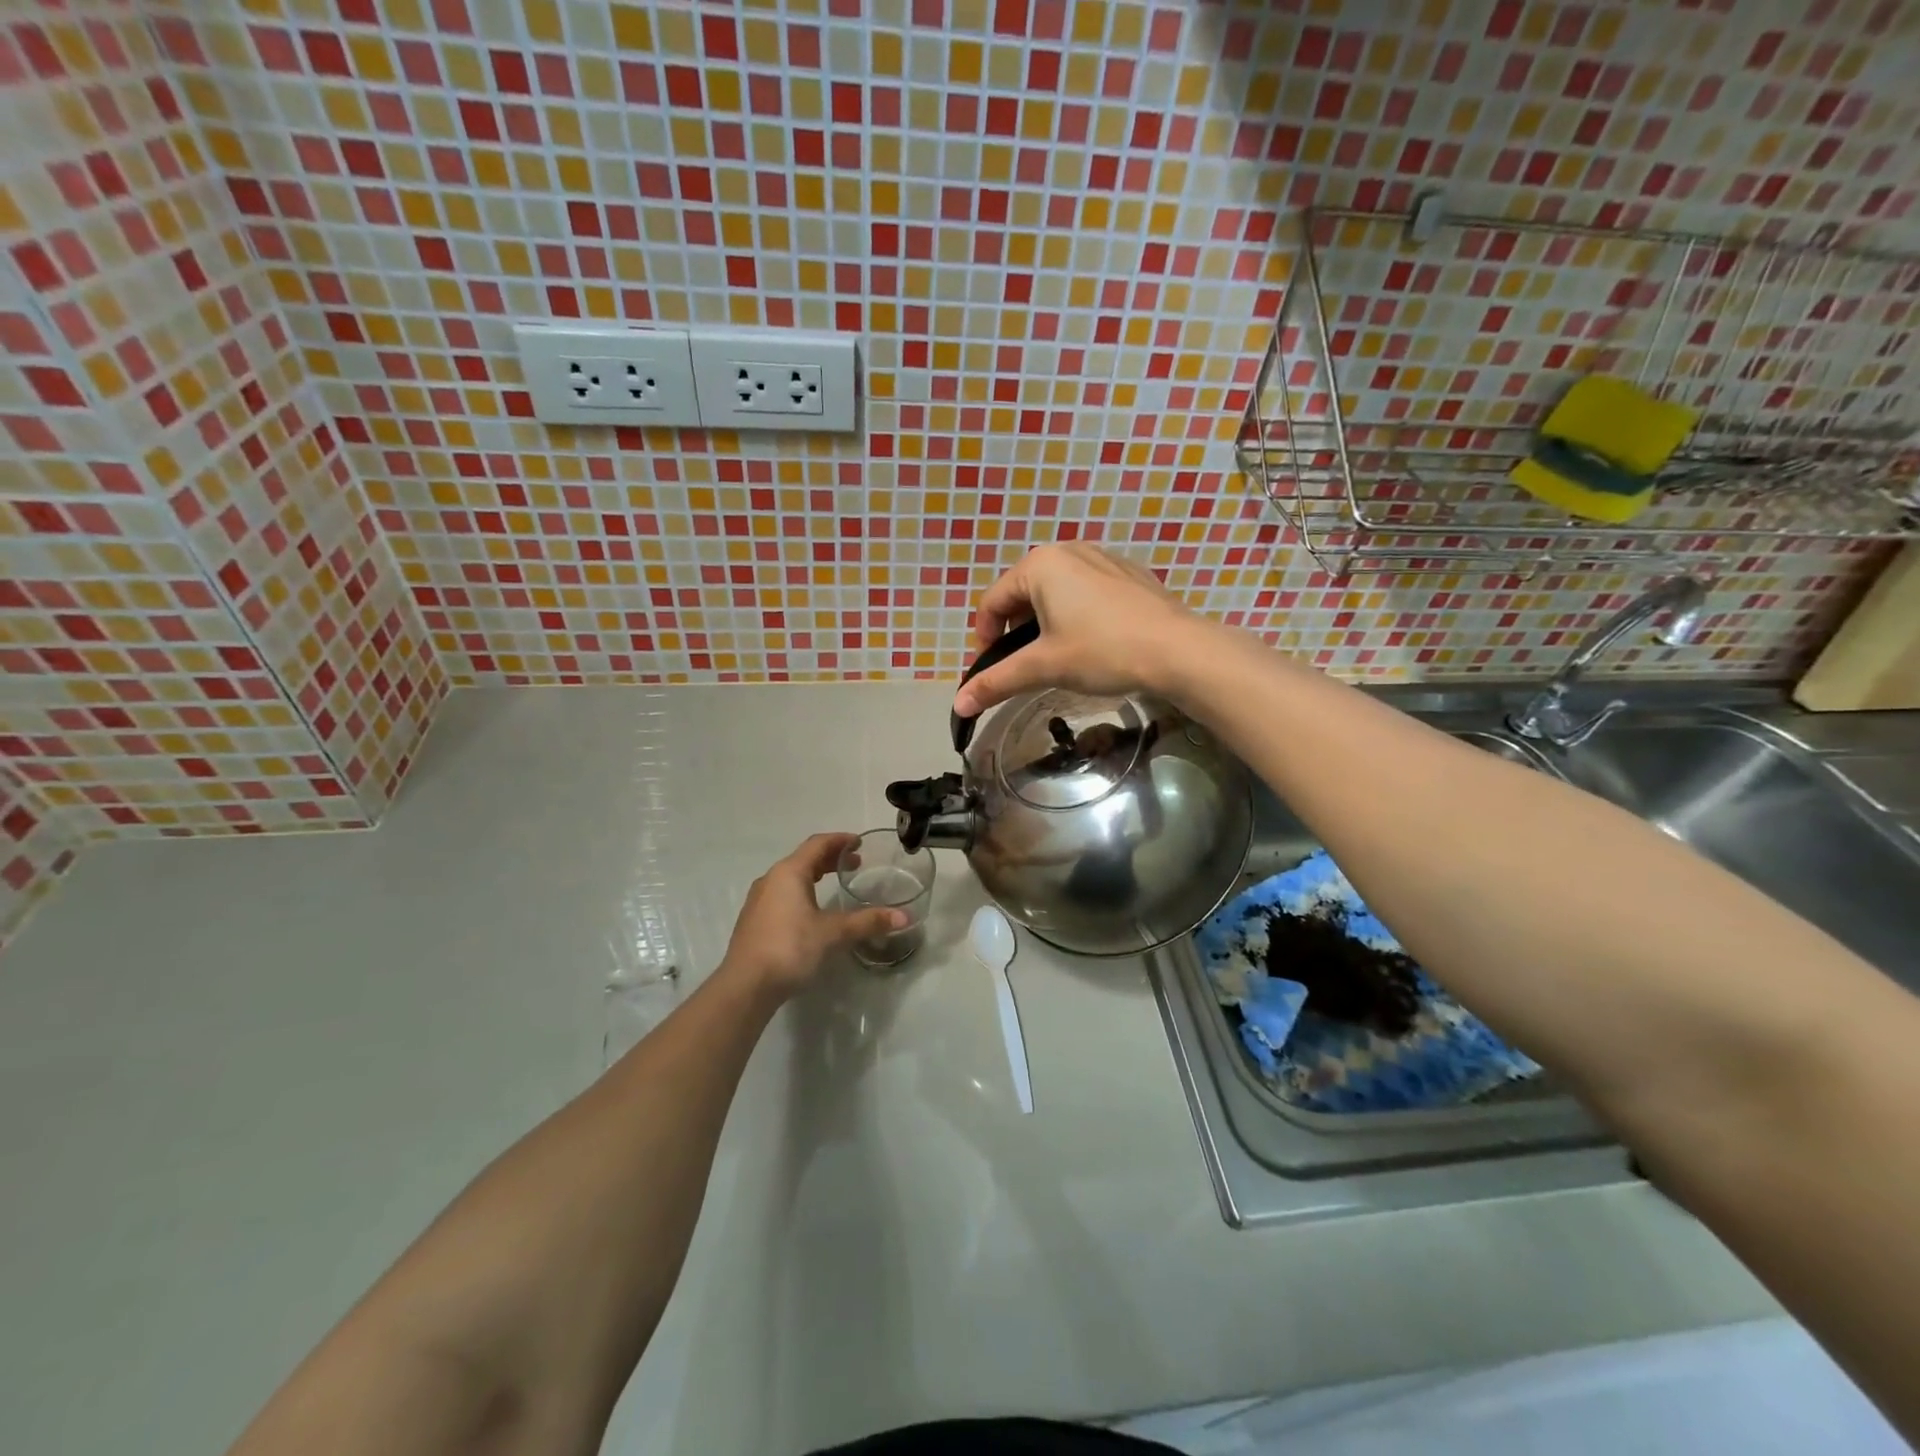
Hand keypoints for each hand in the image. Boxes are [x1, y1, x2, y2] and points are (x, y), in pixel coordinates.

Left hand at [718, 834, 906, 1000]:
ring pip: (791, 878)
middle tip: (856, 864)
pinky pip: (783, 894)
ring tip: (836, 884)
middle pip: (804, 859)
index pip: (818, 844)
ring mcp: (759, 900)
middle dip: (830, 858)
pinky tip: (813, 912)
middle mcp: (771, 880)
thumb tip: (904, 917)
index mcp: (789, 873)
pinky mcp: (754, 920)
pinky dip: (802, 892)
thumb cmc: (790, 948)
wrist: (746, 986)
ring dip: (815, 875)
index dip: (840, 840)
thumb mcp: (833, 934)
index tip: (860, 843)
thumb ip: (868, 922)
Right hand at [953, 543, 1211, 716]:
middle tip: (1025, 664)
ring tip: (1059, 655)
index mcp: (1040, 565)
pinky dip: (1077, 614)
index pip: (992, 601)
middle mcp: (1068, 550)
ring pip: (1056, 590)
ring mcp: (1103, 557)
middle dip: (1016, 629)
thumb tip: (958, 705)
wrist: (1178, 650)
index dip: (983, 637)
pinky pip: (1087, 590)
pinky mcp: (1129, 573)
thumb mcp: (1043, 667)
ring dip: (1046, 622)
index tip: (992, 668)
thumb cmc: (1102, 651)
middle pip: (1023, 592)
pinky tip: (1094, 642)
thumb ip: (997, 682)